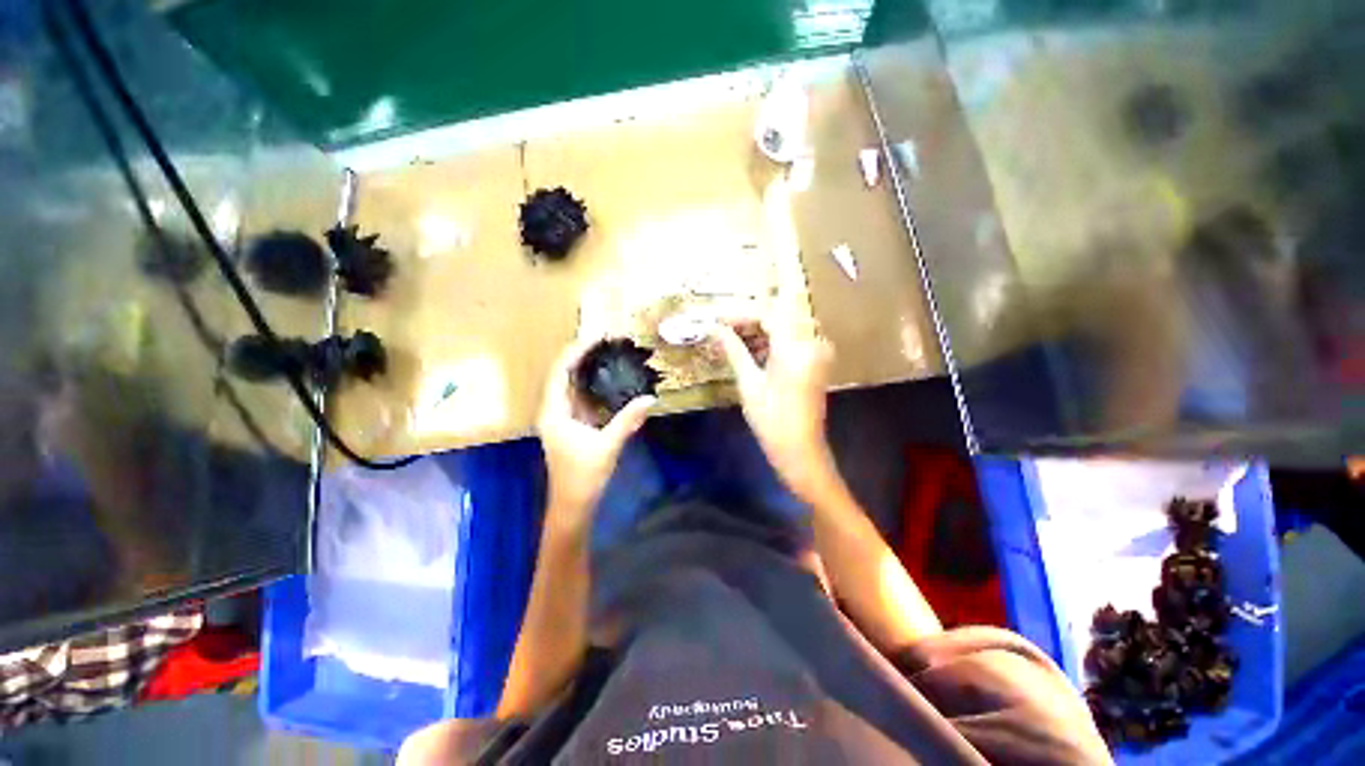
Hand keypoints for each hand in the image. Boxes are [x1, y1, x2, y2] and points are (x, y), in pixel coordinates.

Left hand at [538, 338, 654, 523]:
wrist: (573, 505)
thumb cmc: (584, 476)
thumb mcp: (608, 446)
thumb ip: (628, 420)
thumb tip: (650, 398)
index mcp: (554, 412)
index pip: (560, 372)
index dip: (576, 351)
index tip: (595, 337)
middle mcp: (553, 410)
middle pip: (564, 375)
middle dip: (582, 355)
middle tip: (605, 340)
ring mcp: (562, 418)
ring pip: (572, 386)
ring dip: (587, 369)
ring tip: (607, 353)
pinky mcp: (572, 426)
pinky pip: (581, 398)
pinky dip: (592, 386)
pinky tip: (608, 380)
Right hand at [712, 308, 836, 501]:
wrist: (800, 449)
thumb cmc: (771, 420)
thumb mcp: (748, 383)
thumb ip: (734, 350)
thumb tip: (715, 329)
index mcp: (796, 348)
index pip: (767, 313)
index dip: (740, 313)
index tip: (717, 318)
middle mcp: (812, 342)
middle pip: (778, 315)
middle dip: (749, 318)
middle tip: (722, 327)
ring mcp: (817, 351)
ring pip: (785, 326)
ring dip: (759, 329)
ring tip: (732, 338)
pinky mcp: (816, 360)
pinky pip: (792, 339)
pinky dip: (772, 340)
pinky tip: (751, 350)